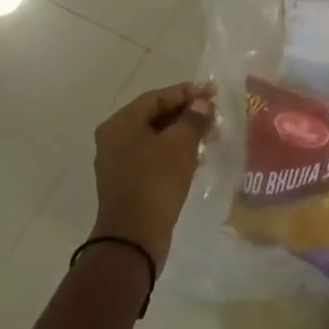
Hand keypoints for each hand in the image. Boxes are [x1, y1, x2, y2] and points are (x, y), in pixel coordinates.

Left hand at [91, 82, 215, 273]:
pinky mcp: (127, 181)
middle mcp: (114, 139)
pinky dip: (173, 150)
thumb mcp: (181, 143)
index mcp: (120, 124)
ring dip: (182, 132)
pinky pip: (153, 155)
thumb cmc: (156, 180)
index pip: (157, 97)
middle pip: (154, 115)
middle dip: (185, 112)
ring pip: (155, 136)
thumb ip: (193, 118)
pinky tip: (195, 155)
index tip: (213, 93)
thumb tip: (201, 104)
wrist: (134, 235)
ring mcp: (118, 162)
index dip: (186, 92)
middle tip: (213, 114)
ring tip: (209, 134)